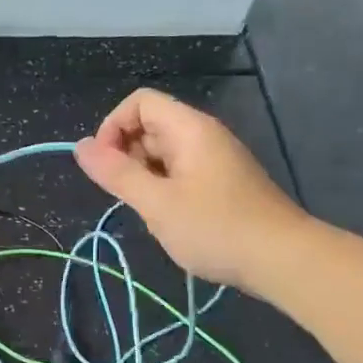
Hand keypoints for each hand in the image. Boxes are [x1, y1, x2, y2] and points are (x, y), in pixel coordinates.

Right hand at [75, 88, 309, 291]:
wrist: (283, 260)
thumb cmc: (215, 228)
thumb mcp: (156, 203)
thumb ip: (116, 173)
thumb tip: (80, 145)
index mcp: (189, 129)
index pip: (139, 103)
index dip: (112, 127)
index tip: (104, 166)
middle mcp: (203, 135)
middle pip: (150, 126)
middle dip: (126, 155)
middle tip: (126, 196)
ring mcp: (215, 160)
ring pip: (163, 153)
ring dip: (144, 177)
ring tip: (149, 212)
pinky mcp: (222, 183)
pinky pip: (180, 172)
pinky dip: (164, 189)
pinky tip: (169, 220)